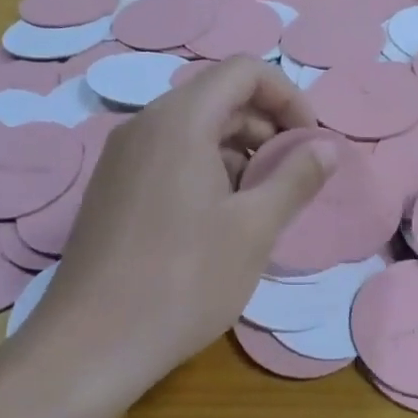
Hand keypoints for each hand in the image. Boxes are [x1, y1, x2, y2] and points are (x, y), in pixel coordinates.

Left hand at [24, 57, 335, 392]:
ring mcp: (122, 157)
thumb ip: (296, 178)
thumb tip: (327, 147)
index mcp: (180, 121)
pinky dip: (207, 170)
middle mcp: (145, 125)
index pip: (244, 71)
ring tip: (261, 205)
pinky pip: (170, 157)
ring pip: (194, 130)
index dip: (288, 97)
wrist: (90, 345)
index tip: (310, 143)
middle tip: (292, 178)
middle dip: (266, 127)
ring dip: (238, 152)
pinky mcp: (112, 189)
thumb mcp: (254, 229)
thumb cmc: (183, 280)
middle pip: (218, 97)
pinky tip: (220, 221)